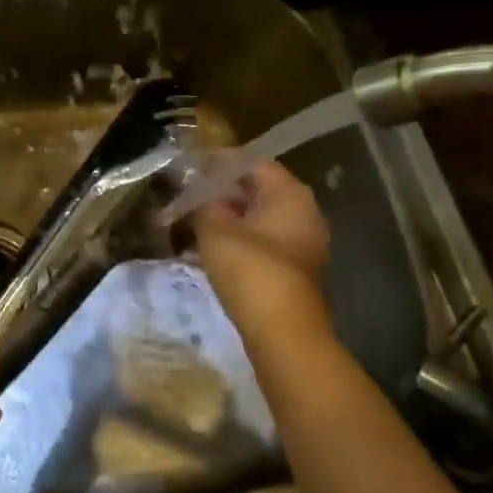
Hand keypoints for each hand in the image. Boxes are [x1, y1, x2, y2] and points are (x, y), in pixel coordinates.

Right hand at [192, 159, 332, 340]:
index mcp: (289, 193)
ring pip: (259, 218)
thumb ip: (204, 205)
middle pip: (258, 190)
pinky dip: (238, 240)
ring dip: (228, 218)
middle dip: (222, 191)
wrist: (282, 330)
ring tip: (193, 221)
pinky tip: (208, 249)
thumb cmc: (250, 269)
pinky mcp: (295, 269)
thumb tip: (199, 195)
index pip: (251, 162)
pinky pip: (263, 242)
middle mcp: (303, 212)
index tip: (190, 166)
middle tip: (189, 193)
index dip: (218, 161)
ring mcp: (303, 242)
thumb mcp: (215, 230)